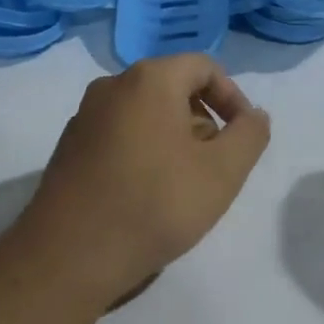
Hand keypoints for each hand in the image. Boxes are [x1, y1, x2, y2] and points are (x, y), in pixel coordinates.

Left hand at [12, 54, 270, 309]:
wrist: (69, 256)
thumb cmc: (155, 204)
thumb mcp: (223, 172)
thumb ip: (250, 135)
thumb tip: (254, 116)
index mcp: (149, 79)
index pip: (204, 67)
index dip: (233, 97)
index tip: (243, 137)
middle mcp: (111, 86)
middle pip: (173, 88)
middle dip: (204, 121)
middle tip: (216, 165)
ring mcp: (84, 117)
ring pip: (146, 113)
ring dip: (175, 139)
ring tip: (184, 184)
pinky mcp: (69, 148)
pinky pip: (120, 134)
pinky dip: (144, 151)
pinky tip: (147, 194)